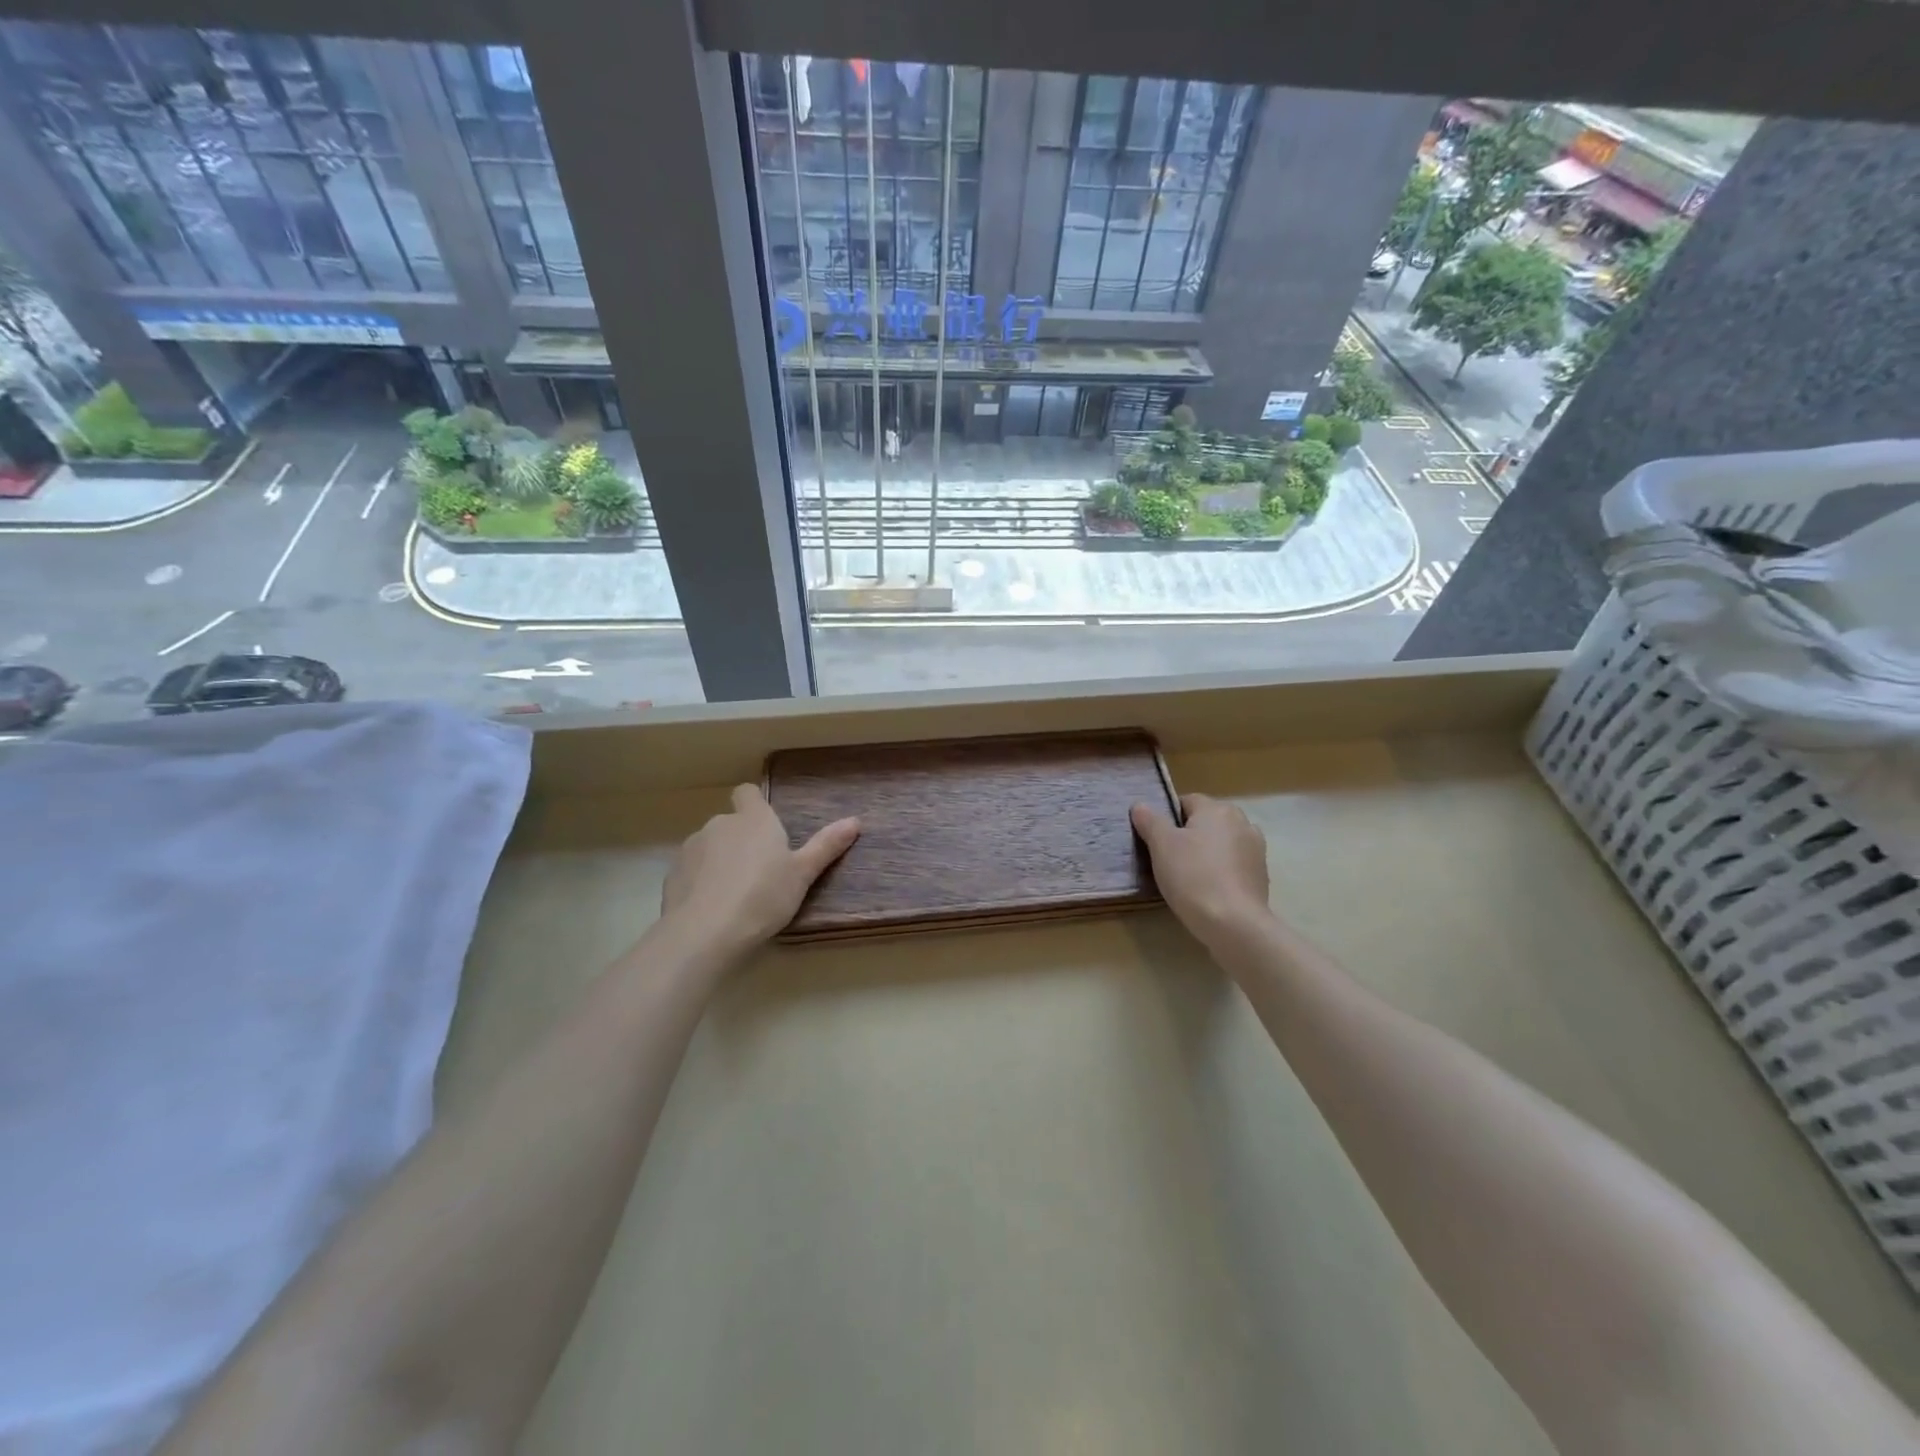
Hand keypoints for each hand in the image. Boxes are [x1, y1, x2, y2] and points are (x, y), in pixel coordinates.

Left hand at [661, 785, 859, 952]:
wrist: (705, 932)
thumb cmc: (763, 896)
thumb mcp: (803, 874)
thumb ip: (826, 846)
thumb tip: (855, 821)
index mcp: (753, 819)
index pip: (747, 793)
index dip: (754, 804)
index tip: (765, 826)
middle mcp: (720, 825)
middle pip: (731, 823)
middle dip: (741, 841)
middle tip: (761, 872)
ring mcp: (691, 848)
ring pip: (709, 847)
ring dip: (719, 861)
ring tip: (735, 895)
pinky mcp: (672, 875)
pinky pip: (691, 871)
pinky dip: (700, 883)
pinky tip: (712, 909)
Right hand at [1131, 793, 1272, 941]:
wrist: (1233, 923)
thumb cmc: (1193, 876)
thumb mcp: (1161, 845)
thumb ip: (1150, 821)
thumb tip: (1140, 805)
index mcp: (1217, 809)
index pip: (1186, 801)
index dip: (1167, 818)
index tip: (1156, 840)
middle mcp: (1242, 822)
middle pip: (1207, 821)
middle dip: (1189, 834)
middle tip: (1169, 858)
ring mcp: (1256, 849)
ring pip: (1222, 843)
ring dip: (1208, 852)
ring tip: (1189, 875)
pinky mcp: (1261, 875)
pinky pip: (1234, 864)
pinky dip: (1221, 870)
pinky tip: (1209, 889)